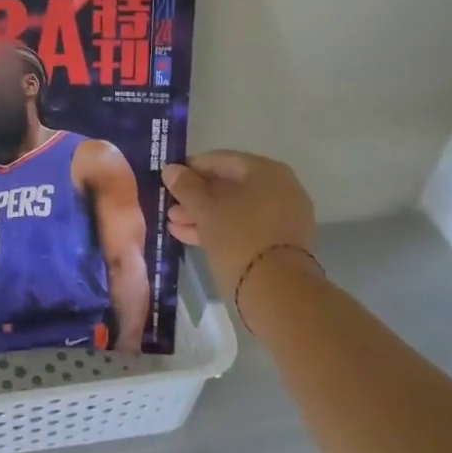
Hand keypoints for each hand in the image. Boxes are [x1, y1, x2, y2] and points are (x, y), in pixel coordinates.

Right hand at [162, 151, 316, 303]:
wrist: (279, 292)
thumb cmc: (239, 237)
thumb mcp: (205, 209)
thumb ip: (186, 186)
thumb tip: (170, 169)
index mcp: (265, 171)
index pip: (220, 160)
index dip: (190, 168)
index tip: (168, 180)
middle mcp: (280, 188)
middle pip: (228, 186)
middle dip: (196, 197)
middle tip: (169, 206)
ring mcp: (283, 217)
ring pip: (235, 209)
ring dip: (203, 215)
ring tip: (174, 225)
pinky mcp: (280, 243)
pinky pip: (245, 227)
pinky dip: (220, 229)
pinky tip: (190, 236)